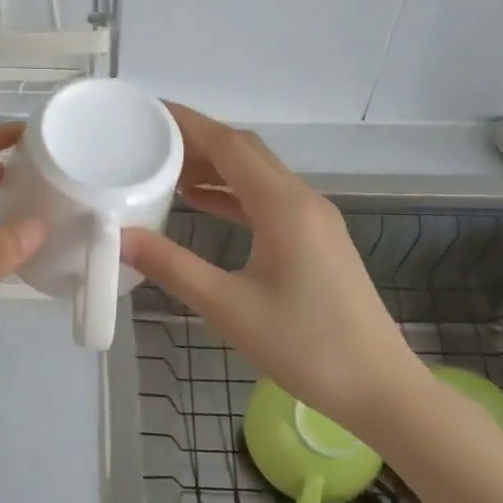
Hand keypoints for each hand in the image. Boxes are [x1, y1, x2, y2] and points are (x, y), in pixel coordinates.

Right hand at [119, 105, 425, 435]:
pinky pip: (267, 199)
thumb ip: (172, 267)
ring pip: (257, 174)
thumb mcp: (229, 308)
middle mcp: (302, 200)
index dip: (188, 124)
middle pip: (245, 152)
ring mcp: (313, 219)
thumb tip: (121, 238)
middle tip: (147, 141)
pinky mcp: (316, 239)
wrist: (381, 389)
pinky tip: (202, 202)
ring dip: (215, 166)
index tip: (148, 112)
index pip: (230, 144)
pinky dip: (232, 193)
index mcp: (283, 206)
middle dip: (196, 141)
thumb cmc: (306, 346)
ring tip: (165, 168)